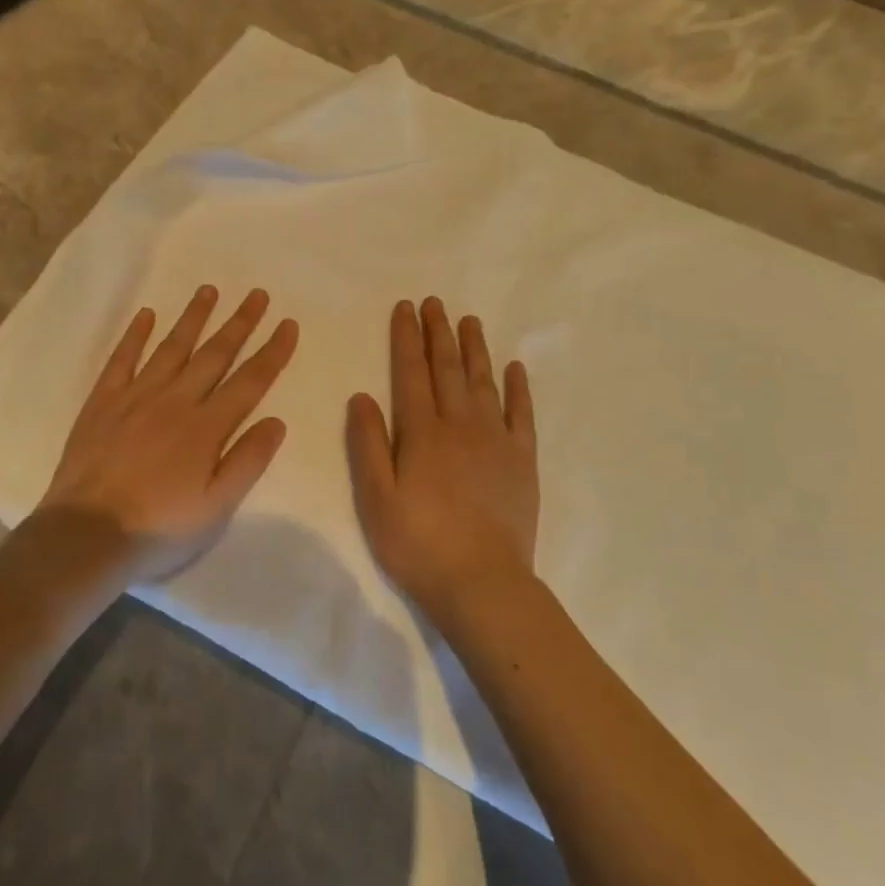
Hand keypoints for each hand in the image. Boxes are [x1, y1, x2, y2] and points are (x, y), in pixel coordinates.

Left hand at [40, 284, 298, 584]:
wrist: (85, 536)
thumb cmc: (158, 529)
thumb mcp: (215, 509)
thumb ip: (247, 461)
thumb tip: (276, 420)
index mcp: (206, 428)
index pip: (249, 381)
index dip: (272, 351)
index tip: (288, 323)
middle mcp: (175, 401)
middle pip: (214, 354)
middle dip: (240, 323)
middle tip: (257, 294)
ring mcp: (135, 397)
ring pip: (171, 348)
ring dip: (193, 318)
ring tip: (209, 290)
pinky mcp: (102, 402)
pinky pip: (122, 359)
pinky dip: (135, 335)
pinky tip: (147, 315)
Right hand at [347, 297, 538, 622]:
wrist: (482, 582)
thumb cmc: (418, 543)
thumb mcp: (376, 498)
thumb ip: (368, 444)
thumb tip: (362, 395)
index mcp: (421, 433)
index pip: (410, 373)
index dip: (406, 338)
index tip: (406, 308)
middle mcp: (459, 425)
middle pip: (447, 369)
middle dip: (438, 333)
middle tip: (435, 303)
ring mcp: (495, 440)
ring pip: (483, 382)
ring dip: (475, 349)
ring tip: (469, 321)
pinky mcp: (522, 460)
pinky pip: (522, 414)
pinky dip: (518, 388)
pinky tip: (514, 367)